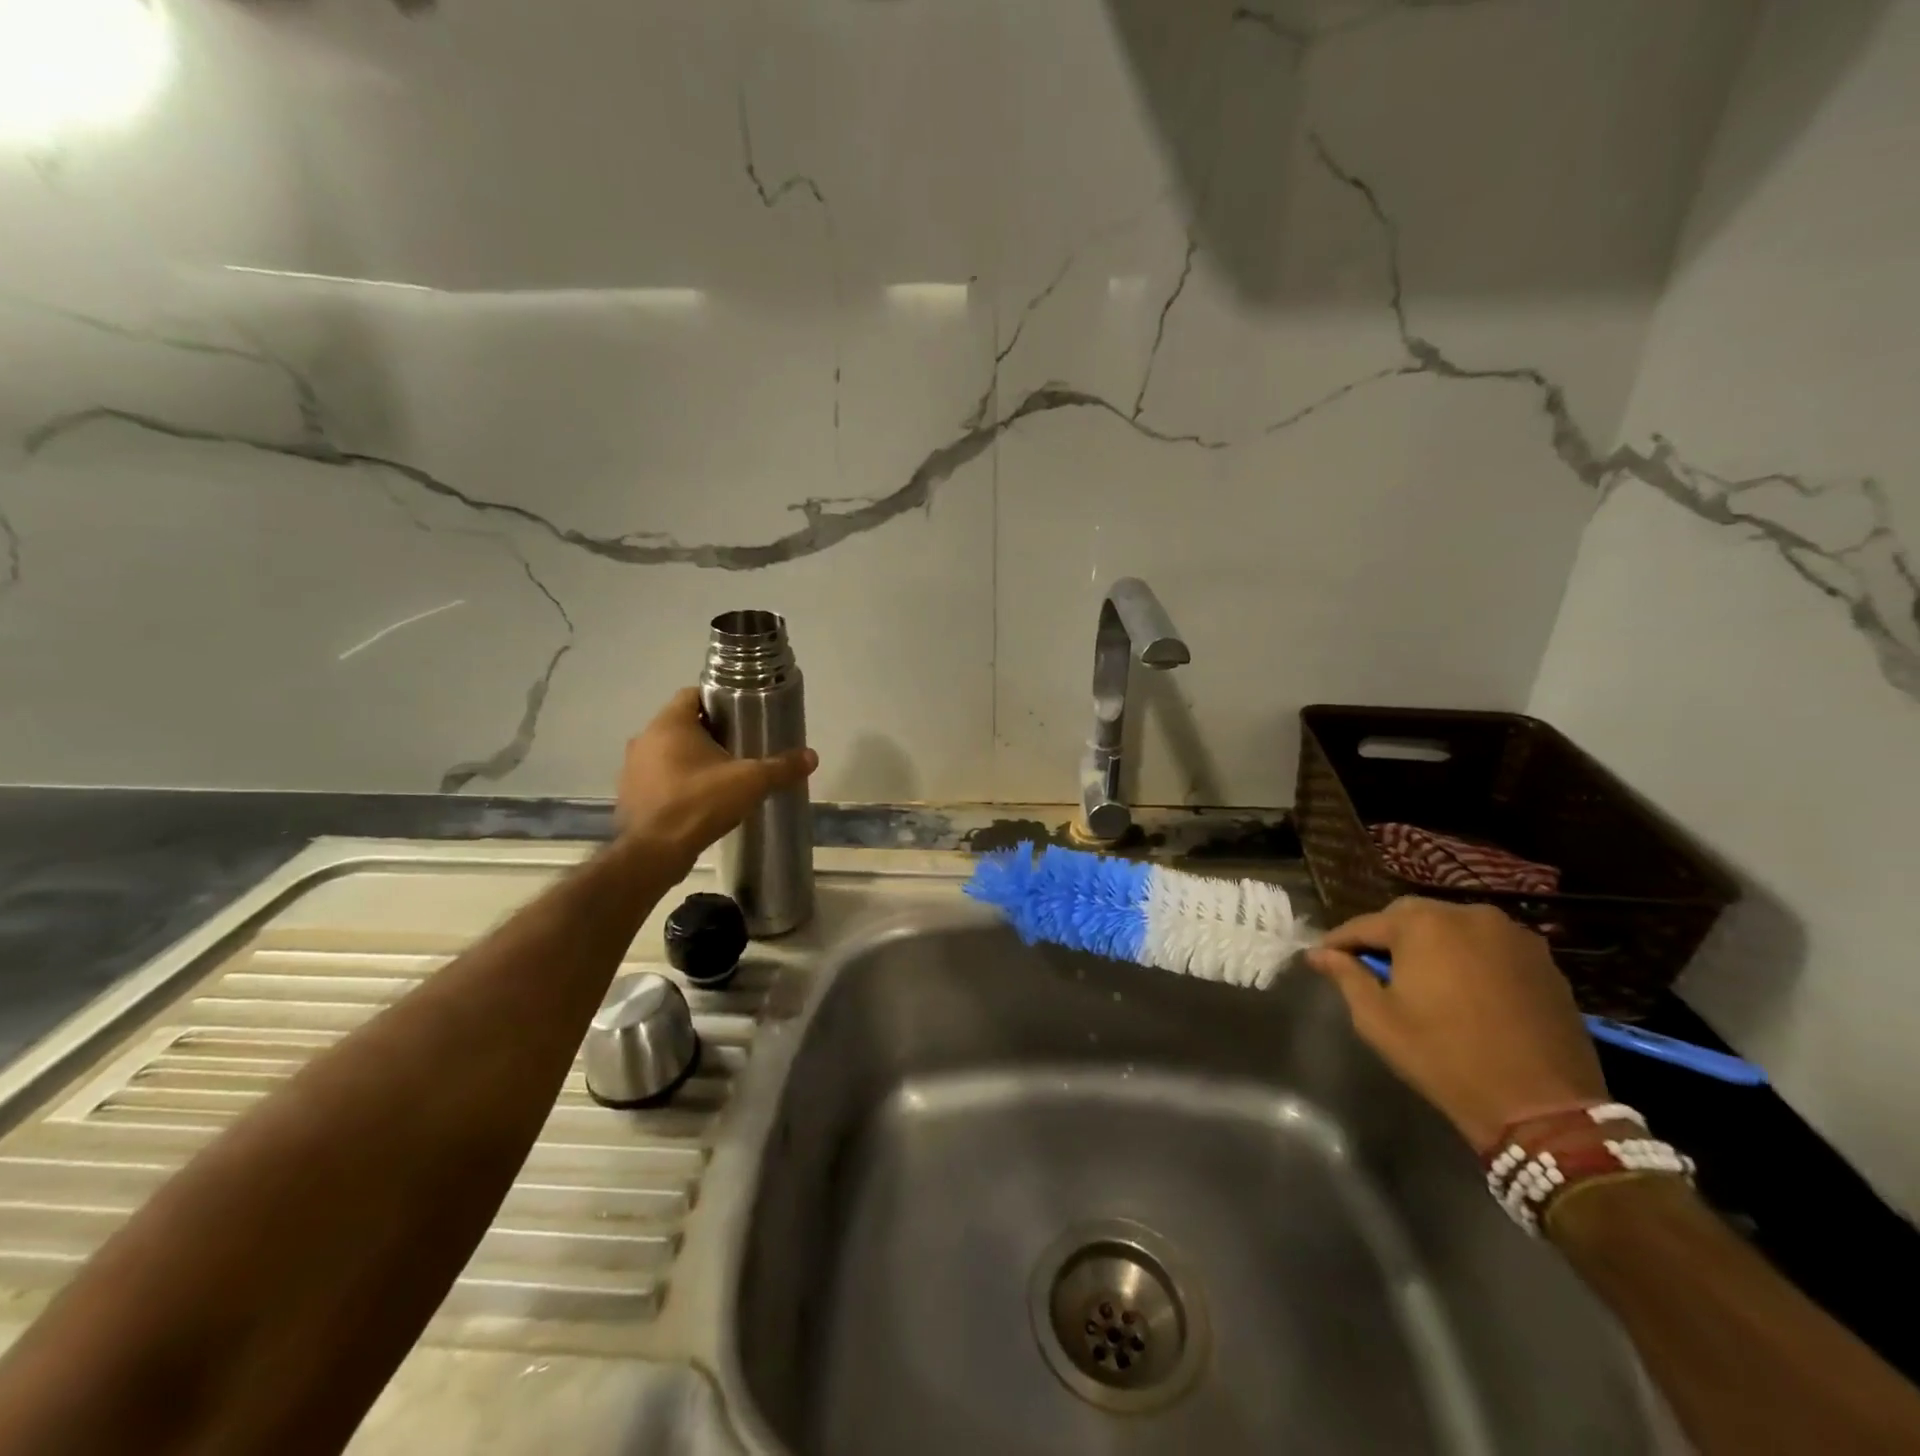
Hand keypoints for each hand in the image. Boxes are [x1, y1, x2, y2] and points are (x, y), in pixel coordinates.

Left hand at [616, 688, 817, 872]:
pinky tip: (699, 799)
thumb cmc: (700, 803)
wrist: (655, 853)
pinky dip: (676, 782)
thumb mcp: (750, 782)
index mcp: (670, 724)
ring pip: (667, 752)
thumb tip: (812, 756)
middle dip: (709, 733)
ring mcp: (632, 768)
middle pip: (681, 724)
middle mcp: (645, 739)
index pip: (692, 694)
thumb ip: (781, 767)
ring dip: (690, 758)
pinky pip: (658, 778)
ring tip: (721, 774)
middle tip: (739, 746)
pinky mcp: (630, 795)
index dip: (718, 701)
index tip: (741, 715)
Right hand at [1306, 898, 1605, 1151]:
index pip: (1366, 924)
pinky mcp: (1544, 961)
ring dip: (1430, 945)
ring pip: (1453, 928)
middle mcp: (1468, 915)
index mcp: (1423, 924)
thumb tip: (1319, 954)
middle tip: (1370, 966)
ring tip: (1418, 976)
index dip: (1340, 942)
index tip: (1321, 956)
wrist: (1542, 1109)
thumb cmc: (1444, 1058)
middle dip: (1387, 938)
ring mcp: (1513, 935)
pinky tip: (1462, 987)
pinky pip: (1489, 947)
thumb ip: (1346, 976)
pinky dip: (1467, 958)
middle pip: (1411, 917)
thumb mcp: (1378, 1019)